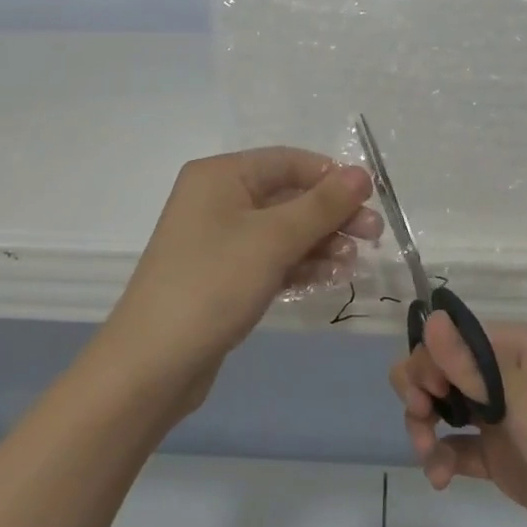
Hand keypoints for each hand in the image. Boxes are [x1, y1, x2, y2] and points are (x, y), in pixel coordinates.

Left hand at [104, 148, 379, 410]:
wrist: (152, 364)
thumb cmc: (213, 284)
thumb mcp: (273, 239)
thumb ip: (322, 205)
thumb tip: (362, 173)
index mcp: (221, 175)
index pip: (288, 161)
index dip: (331, 176)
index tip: (371, 198)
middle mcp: (217, 199)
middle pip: (287, 195)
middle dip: (331, 214)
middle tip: (373, 235)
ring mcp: (218, 239)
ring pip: (282, 230)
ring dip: (320, 242)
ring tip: (354, 262)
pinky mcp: (223, 275)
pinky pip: (270, 258)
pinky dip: (300, 264)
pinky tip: (331, 276)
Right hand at [392, 315, 526, 526]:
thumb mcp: (524, 403)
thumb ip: (471, 367)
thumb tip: (430, 319)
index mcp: (514, 348)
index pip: (451, 339)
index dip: (428, 361)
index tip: (423, 395)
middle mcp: (504, 376)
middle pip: (441, 371)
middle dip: (420, 393)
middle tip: (420, 422)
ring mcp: (502, 420)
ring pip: (443, 408)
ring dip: (425, 427)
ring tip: (429, 457)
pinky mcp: (501, 460)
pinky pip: (456, 448)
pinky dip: (441, 458)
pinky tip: (439, 478)